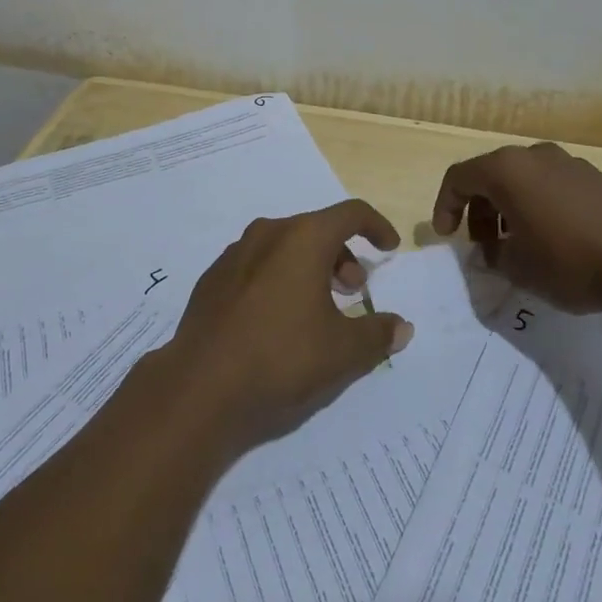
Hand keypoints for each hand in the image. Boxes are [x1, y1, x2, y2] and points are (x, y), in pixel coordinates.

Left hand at [166, 200, 413, 453]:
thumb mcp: (342, 353)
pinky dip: (278, 279)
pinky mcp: (213, 278)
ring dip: (309, 267)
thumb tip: (401, 326)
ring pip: (284, 246)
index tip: (389, 249)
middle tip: (352, 290)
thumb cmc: (281, 358)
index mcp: (303, 238)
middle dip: (342, 255)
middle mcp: (268, 233)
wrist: (200, 387)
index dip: (376, 227)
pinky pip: (257, 265)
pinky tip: (277, 320)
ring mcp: (235, 253)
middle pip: (316, 229)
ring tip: (317, 308)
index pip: (351, 213)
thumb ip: (377, 334)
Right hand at [431, 142, 601, 319]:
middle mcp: (533, 155)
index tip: (448, 237)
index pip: (459, 178)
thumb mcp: (517, 267)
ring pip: (522, 179)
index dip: (445, 206)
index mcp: (506, 169)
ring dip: (508, 207)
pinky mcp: (593, 177)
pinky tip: (550, 238)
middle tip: (483, 245)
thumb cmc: (568, 262)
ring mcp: (566, 162)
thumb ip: (492, 255)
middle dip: (478, 209)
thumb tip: (489, 251)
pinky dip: (537, 204)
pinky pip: (549, 184)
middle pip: (490, 175)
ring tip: (516, 244)